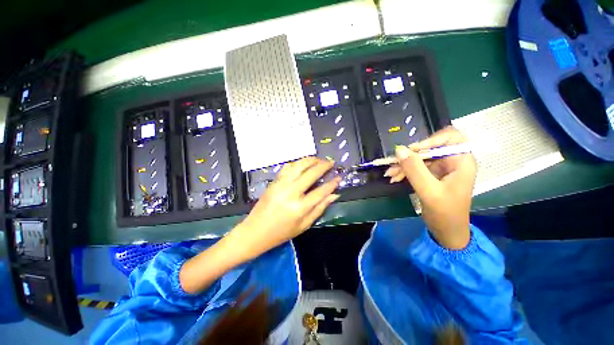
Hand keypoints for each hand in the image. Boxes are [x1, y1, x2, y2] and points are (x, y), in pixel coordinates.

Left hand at [231, 157, 340, 258]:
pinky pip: (287, 167)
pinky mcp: (274, 182)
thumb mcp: (304, 226)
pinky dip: (298, 163)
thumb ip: (320, 209)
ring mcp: (280, 185)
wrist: (255, 231)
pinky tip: (304, 164)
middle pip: (311, 173)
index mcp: (299, 208)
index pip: (321, 191)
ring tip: (319, 160)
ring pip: (298, 165)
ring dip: (311, 160)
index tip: (339, 177)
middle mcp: (290, 193)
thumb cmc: (281, 233)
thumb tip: (334, 195)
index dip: (332, 183)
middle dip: (324, 165)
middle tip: (331, 163)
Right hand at [385, 126, 476, 248]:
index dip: (431, 140)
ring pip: (420, 158)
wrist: (446, 232)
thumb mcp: (429, 190)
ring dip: (404, 165)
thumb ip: (414, 169)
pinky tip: (394, 178)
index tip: (412, 150)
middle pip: (430, 148)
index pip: (450, 137)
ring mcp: (441, 169)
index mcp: (461, 162)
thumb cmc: (445, 213)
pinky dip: (404, 171)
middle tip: (393, 163)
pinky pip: (416, 168)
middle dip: (410, 156)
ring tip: (390, 174)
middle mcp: (452, 161)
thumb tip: (399, 149)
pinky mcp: (431, 175)